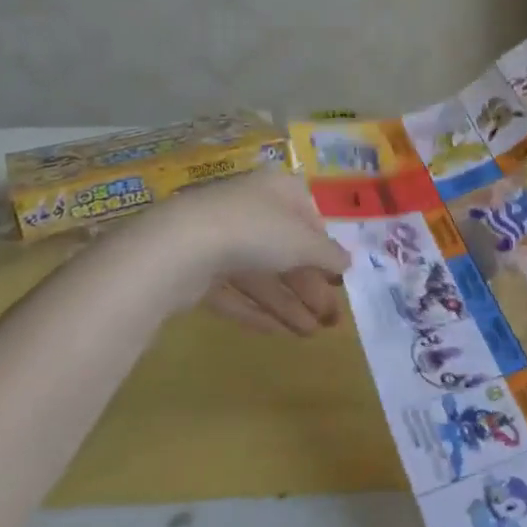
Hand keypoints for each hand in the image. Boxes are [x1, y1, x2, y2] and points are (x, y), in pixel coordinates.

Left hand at [114, 170, 350, 334]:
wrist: (179, 248)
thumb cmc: (257, 231)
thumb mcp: (306, 243)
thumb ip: (330, 254)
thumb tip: (348, 262)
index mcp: (279, 191)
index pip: (310, 219)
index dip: (326, 251)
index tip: (339, 280)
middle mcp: (250, 209)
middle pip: (286, 252)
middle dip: (309, 288)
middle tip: (330, 320)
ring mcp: (219, 239)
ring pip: (261, 275)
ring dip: (288, 305)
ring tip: (309, 335)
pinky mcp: (196, 269)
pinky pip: (233, 291)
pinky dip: (255, 310)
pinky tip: (276, 333)